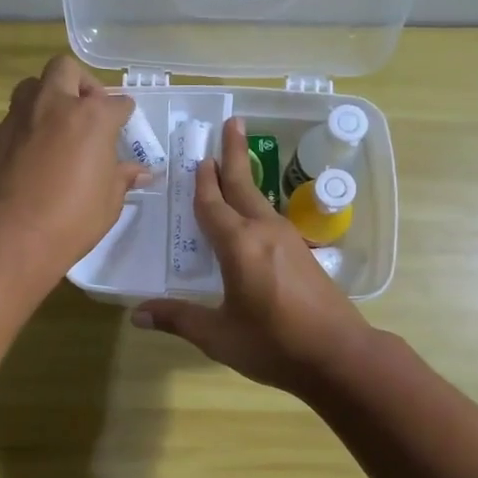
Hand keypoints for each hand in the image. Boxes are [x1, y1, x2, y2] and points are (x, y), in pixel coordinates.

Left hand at [0, 55, 143, 272]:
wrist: (14, 235)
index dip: (123, 115)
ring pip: (31, 86)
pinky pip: (12, 122)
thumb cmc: (73, 218)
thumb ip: (122, 177)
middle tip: (86, 110)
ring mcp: (19, 118)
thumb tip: (140, 172)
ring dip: (46, 98)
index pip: (117, 103)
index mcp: (91, 117)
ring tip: (54, 126)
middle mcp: (54, 106)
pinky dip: (24, 131)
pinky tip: (28, 157)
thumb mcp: (109, 201)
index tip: (123, 127)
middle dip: (79, 83)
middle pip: (66, 69)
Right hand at [132, 117, 373, 393]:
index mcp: (239, 245)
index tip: (197, 154)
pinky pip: (271, 218)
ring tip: (234, 162)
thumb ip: (179, 319)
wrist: (339, 355)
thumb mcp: (219, 336)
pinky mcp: (303, 253)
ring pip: (260, 200)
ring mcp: (288, 240)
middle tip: (231, 122)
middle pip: (243, 186)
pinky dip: (256, 205)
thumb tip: (137, 314)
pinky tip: (253, 214)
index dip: (201, 182)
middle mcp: (264, 232)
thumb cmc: (274, 345)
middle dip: (233, 154)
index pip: (212, 205)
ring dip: (245, 178)